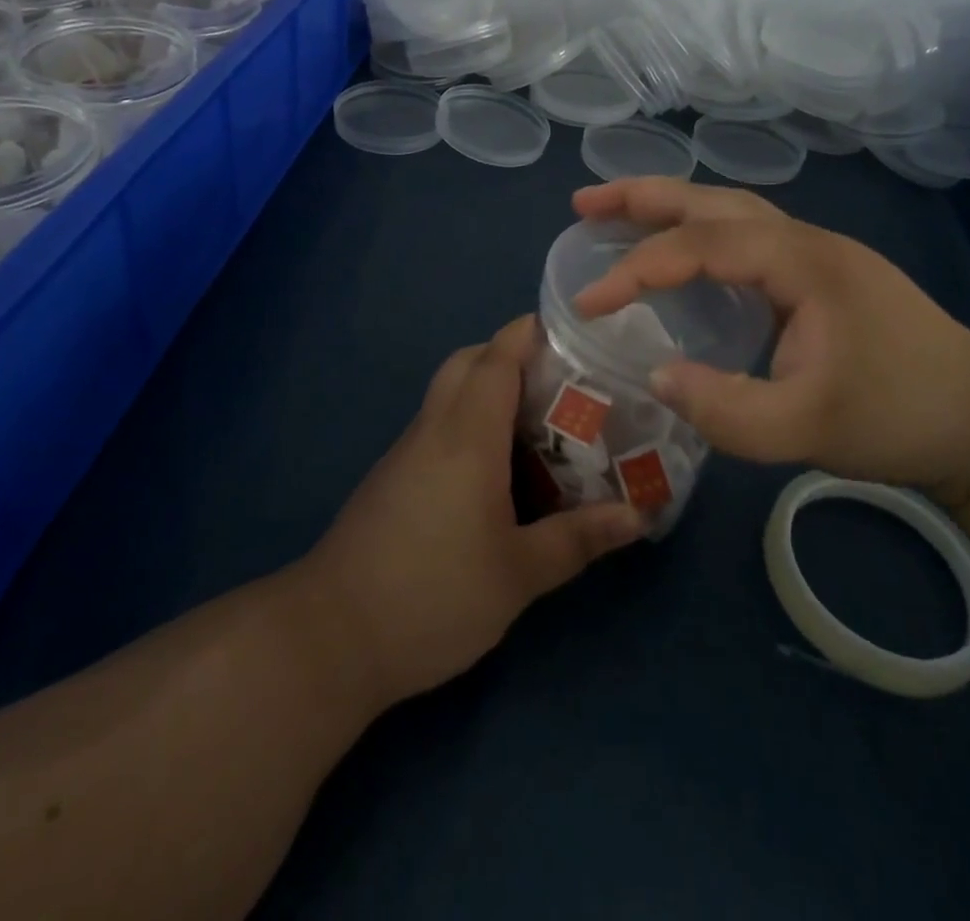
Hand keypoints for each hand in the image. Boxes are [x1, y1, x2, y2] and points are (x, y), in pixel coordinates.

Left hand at [302, 316, 646, 706]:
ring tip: (541, 423)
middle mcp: (434, 429)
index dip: (529, 334)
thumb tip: (637, 515)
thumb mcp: (518, 574)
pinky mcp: (393, 477)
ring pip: (449, 394)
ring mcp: (407, 452)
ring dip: (489, 391)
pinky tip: (498, 471)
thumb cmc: (433, 595)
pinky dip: (470, 424)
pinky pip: (438, 427)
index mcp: (467, 436)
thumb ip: (577, 539)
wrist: (332, 637)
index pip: (497, 359)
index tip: (571, 332)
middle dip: (511, 356)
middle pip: (468, 364)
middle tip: (560, 383)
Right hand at [571, 179, 969, 507]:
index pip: (698, 247)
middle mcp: (804, 240)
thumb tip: (655, 377)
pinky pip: (744, 235)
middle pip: (710, 201)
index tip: (588, 302)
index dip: (635, 268)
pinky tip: (682, 254)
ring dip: (670, 206)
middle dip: (642, 197)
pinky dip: (698, 231)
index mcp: (801, 262)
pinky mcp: (819, 274)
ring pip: (728, 210)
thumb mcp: (808, 429)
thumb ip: (726, 410)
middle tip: (583, 203)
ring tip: (616, 213)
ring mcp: (814, 252)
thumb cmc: (902, 417)